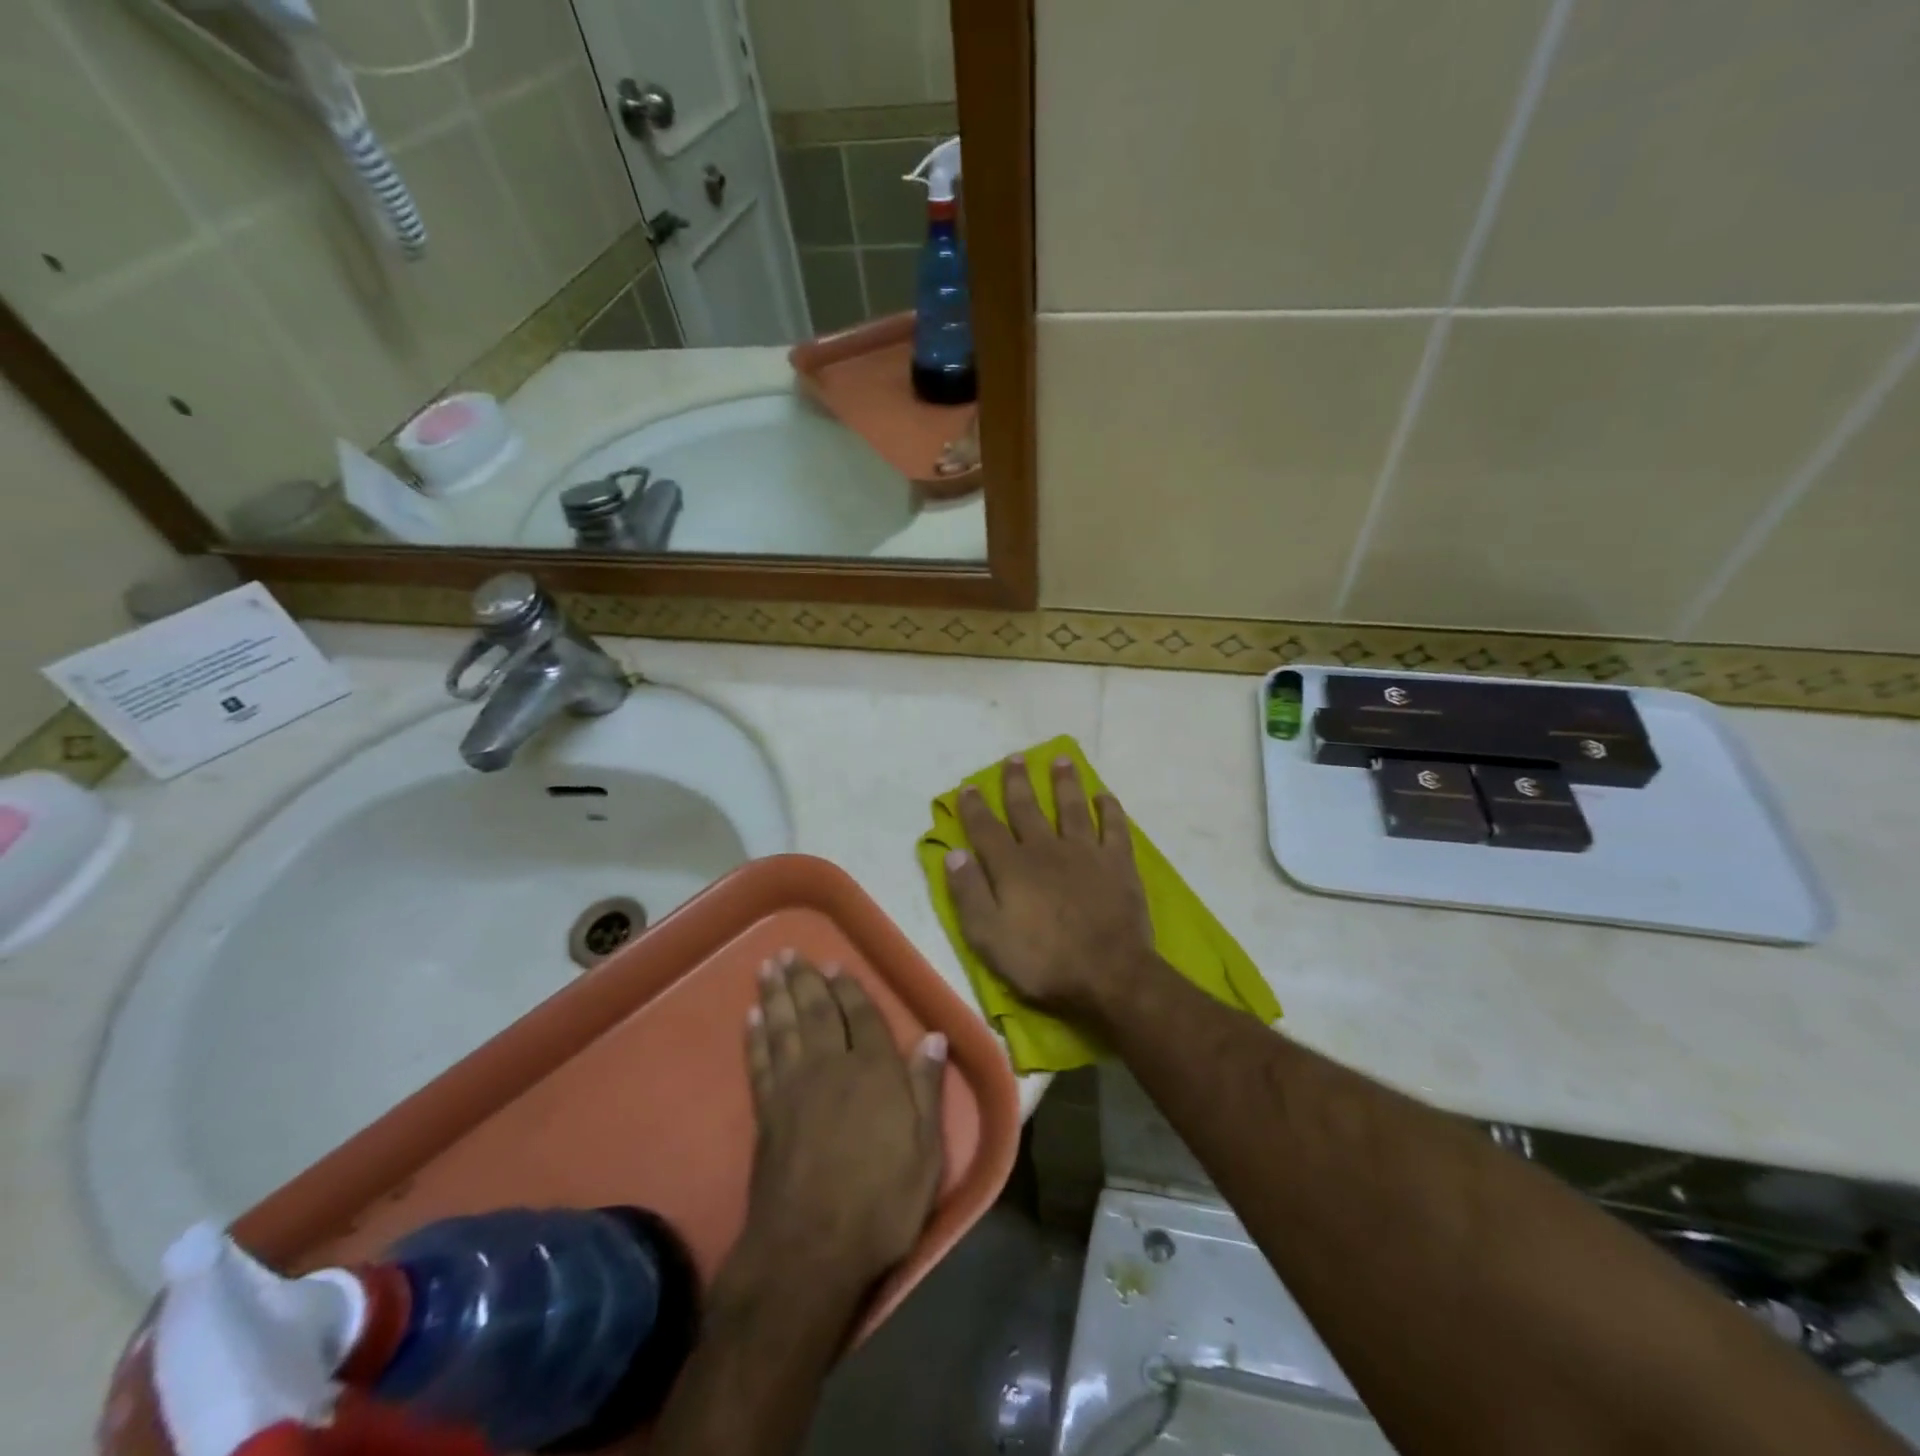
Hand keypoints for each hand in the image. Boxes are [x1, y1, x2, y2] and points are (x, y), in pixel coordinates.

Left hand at [727, 954, 946, 1303]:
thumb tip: (935, 1037)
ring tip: (769, 967)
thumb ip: (927, 1090)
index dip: (850, 989)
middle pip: (818, 1012)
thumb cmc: (881, 1204)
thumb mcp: (925, 1153)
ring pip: (785, 1027)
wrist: (809, 1251)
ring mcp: (794, 1087)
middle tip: (791, 953)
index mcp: (875, 1072)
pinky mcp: (766, 1112)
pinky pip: (760, 1060)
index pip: (864, 1017)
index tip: (837, 965)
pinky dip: (755, 1036)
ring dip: (776, 994)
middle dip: (806, 980)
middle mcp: (833, 1067)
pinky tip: (751, 1017)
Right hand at [944, 754, 1158, 1021]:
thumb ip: (969, 894)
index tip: (969, 787)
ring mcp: (1086, 852)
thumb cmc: (1043, 962)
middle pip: (1028, 808)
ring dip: (1065, 782)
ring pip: (1072, 807)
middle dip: (1018, 782)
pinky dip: (1109, 809)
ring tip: (1062, 759)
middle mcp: (1046, 849)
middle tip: (1015, 758)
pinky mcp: (1118, 863)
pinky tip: (1104, 795)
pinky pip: (1114, 827)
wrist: (1110, 974)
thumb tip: (954, 854)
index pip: (986, 829)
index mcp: (1012, 867)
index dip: (975, 807)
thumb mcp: (989, 937)